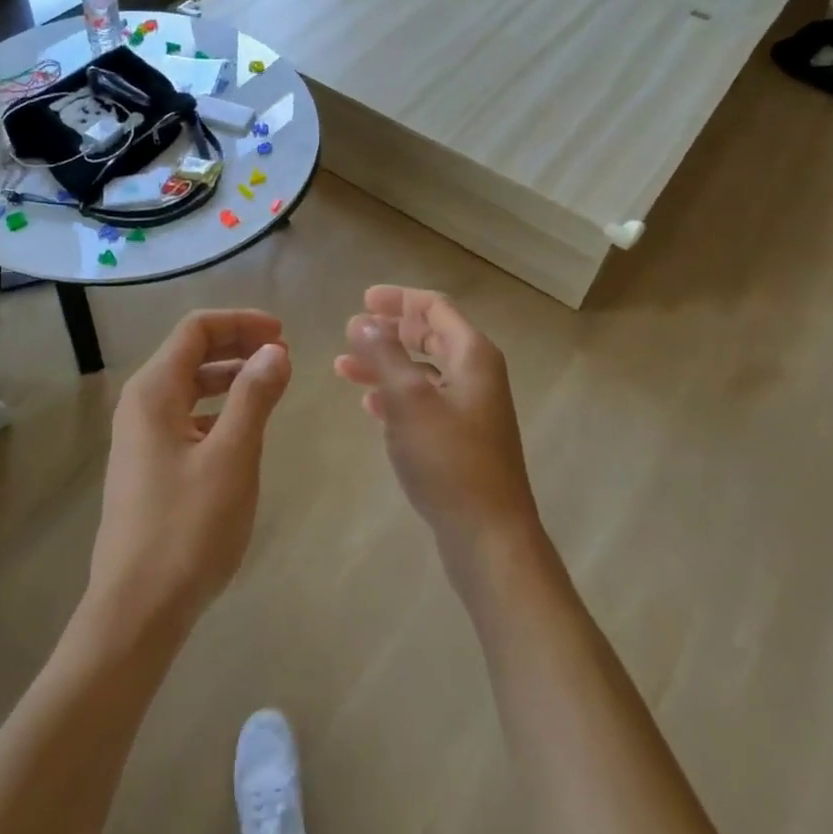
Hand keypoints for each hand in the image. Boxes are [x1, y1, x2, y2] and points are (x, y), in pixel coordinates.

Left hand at [88, 310, 292, 635]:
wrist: (137, 609)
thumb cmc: (187, 528)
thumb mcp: (232, 456)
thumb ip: (254, 396)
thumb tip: (274, 350)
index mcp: (153, 392)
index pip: (196, 330)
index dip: (240, 322)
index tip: (283, 334)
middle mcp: (140, 404)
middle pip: (190, 353)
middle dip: (237, 345)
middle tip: (283, 355)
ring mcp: (140, 437)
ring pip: (188, 386)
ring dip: (229, 376)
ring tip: (270, 385)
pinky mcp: (149, 465)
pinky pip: (186, 416)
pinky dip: (217, 408)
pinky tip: (242, 427)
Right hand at [334, 287, 541, 570]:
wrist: (488, 534)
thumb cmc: (448, 459)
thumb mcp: (409, 399)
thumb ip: (384, 354)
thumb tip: (363, 321)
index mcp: (472, 355)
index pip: (435, 308)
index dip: (399, 299)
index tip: (363, 299)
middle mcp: (476, 374)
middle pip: (430, 336)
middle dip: (390, 330)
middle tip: (352, 330)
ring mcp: (471, 408)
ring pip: (422, 370)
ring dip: (386, 364)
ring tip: (344, 367)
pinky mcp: (461, 438)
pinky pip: (424, 401)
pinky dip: (396, 395)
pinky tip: (370, 404)